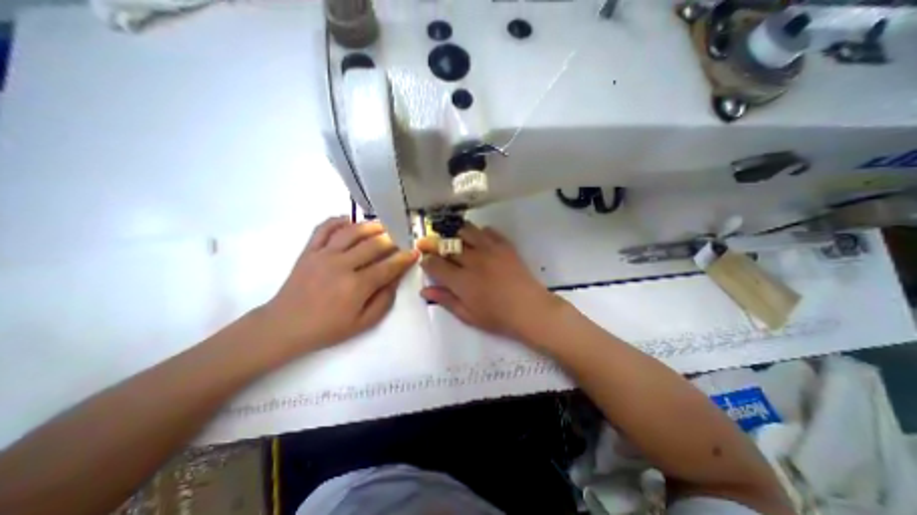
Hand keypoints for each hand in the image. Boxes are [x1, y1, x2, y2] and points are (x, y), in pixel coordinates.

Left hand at [258, 215, 415, 352]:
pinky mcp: (308, 250)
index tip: (415, 252)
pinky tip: (349, 221)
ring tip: (382, 225)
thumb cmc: (328, 328)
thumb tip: (396, 278)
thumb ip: (384, 300)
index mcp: (357, 286)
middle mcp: (342, 265)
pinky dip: (338, 221)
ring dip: (371, 226)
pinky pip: (324, 228)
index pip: (388, 266)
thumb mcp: (363, 323)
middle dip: (392, 239)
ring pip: (352, 231)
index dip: (405, 258)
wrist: (285, 326)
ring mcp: (323, 255)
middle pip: (374, 245)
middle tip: (401, 238)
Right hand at [418, 224, 561, 340]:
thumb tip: (424, 290)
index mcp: (461, 280)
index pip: (435, 264)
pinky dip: (479, 233)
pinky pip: (488, 231)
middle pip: (447, 245)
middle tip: (433, 247)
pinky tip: (479, 241)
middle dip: (435, 244)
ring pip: (466, 231)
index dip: (427, 261)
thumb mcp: (468, 315)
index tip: (426, 261)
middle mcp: (473, 260)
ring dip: (456, 234)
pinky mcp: (504, 245)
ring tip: (455, 241)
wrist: (530, 309)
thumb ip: (445, 300)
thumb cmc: (497, 317)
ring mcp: (490, 250)